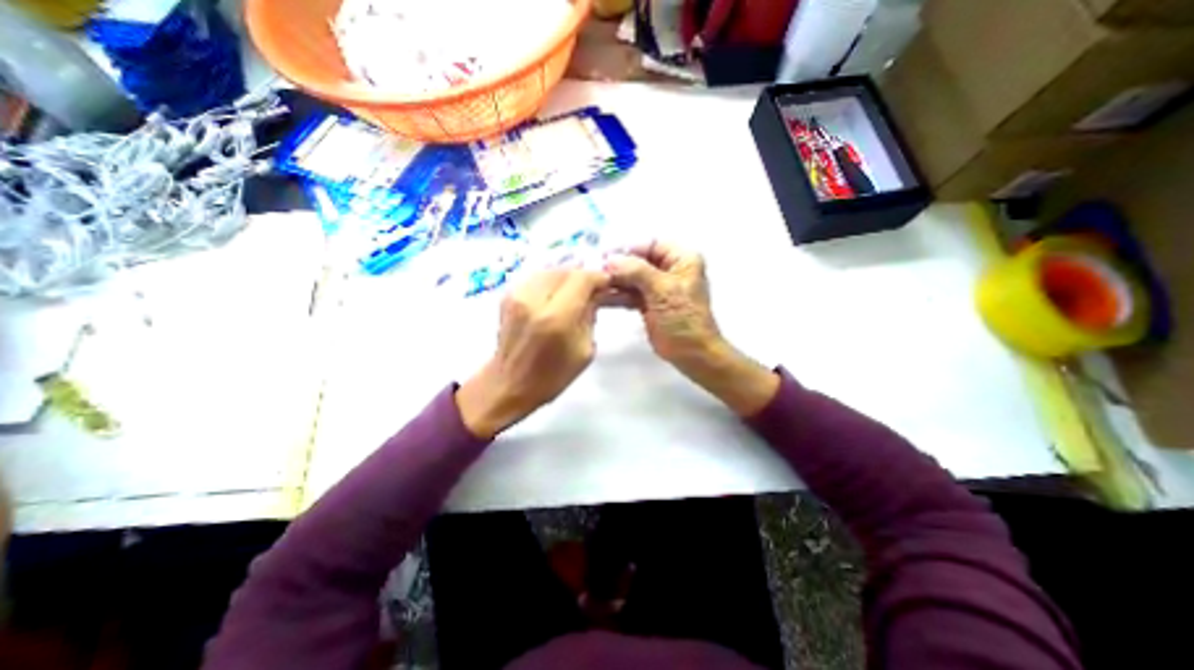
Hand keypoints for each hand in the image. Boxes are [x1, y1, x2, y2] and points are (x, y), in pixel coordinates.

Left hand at [455, 267, 610, 439]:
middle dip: (583, 277)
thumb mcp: (584, 350)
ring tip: (575, 293)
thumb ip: (590, 316)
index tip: (607, 284)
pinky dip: (551, 282)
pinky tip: (556, 296)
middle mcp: (534, 300)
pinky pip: (537, 277)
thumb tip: (595, 295)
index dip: (598, 277)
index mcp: (556, 317)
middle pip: (566, 270)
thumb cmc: (552, 376)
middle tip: (592, 291)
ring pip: (551, 270)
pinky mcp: (507, 295)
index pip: (582, 278)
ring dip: (567, 278)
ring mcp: (517, 295)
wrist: (509, 384)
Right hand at [607, 240, 716, 367]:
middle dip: (618, 266)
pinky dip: (616, 294)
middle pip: (638, 260)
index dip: (628, 248)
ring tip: (594, 283)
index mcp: (681, 259)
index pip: (650, 244)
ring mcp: (657, 287)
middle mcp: (669, 269)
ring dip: (614, 280)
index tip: (604, 255)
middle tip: (595, 270)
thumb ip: (636, 271)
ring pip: (631, 277)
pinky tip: (601, 296)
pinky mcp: (648, 303)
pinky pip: (629, 293)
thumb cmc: (684, 318)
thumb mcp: (663, 290)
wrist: (691, 353)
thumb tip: (610, 259)